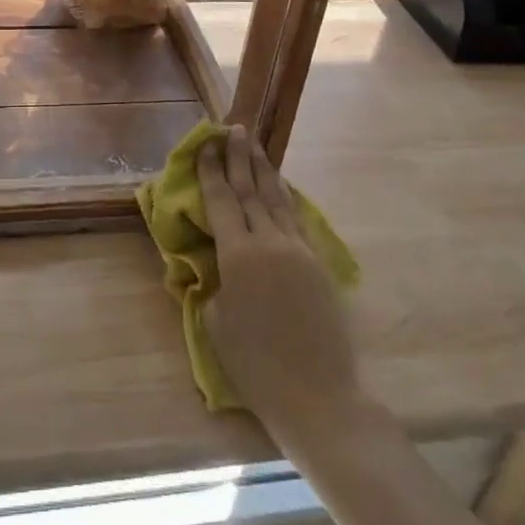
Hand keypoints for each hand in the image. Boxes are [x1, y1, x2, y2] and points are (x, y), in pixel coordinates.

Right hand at [199, 128, 360, 427]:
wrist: (319, 397)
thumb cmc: (256, 366)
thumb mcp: (217, 322)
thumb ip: (212, 281)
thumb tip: (214, 260)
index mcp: (238, 255)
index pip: (221, 200)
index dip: (211, 170)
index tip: (205, 144)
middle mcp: (269, 242)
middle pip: (250, 189)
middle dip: (238, 157)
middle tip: (233, 127)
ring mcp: (297, 250)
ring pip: (277, 198)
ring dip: (263, 168)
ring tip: (254, 144)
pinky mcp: (317, 262)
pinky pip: (295, 218)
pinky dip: (284, 196)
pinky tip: (281, 186)